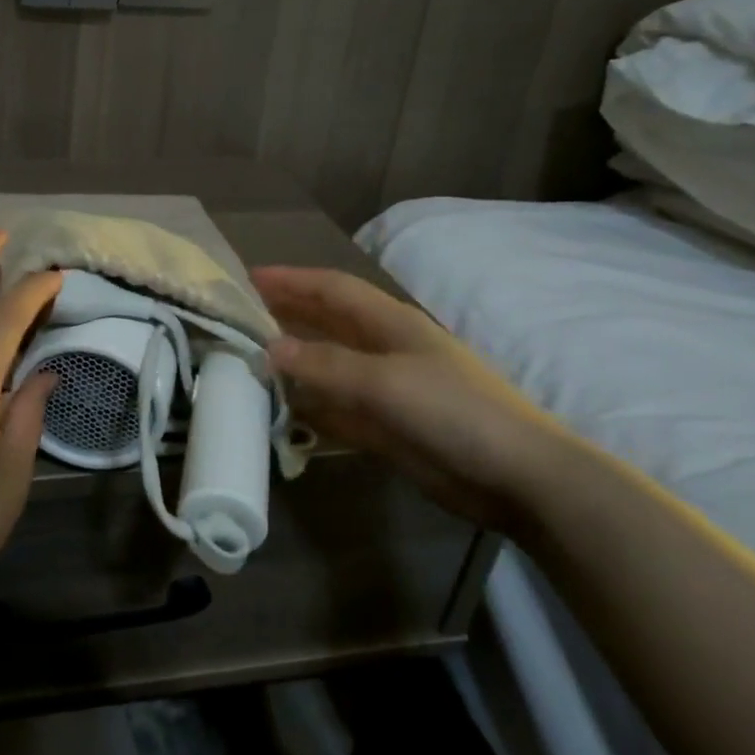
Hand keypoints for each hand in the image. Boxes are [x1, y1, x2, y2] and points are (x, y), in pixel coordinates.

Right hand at [252, 266, 577, 531]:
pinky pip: (335, 409)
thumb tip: (268, 348)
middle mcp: (383, 349)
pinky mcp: (385, 427)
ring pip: (326, 366)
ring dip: (292, 362)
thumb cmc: (453, 411)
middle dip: (285, 315)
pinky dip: (309, 406)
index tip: (247, 278)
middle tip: (237, 318)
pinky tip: (280, 409)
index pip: (331, 288)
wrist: (516, 476)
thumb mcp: (384, 381)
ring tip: (247, 360)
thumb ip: (324, 364)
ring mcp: (384, 389)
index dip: (291, 280)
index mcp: (389, 323)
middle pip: (325, 323)